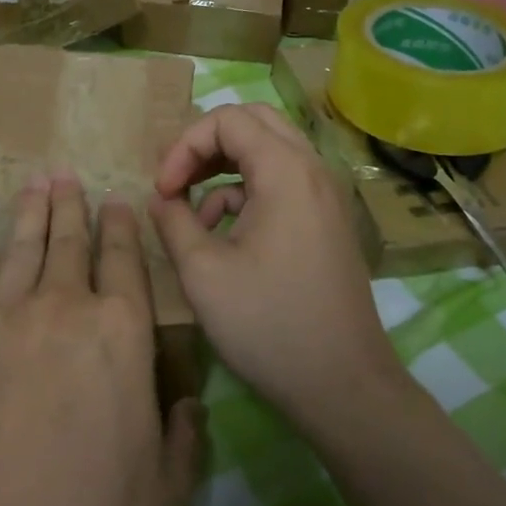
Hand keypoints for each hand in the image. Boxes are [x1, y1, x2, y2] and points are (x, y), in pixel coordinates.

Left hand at [0, 174, 205, 505]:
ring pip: (19, 248)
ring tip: (35, 184)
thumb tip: (188, 403)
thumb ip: (185, 435)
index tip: (117, 202)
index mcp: (121, 333)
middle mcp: (63, 308)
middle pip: (69, 242)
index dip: (121, 227)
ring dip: (29, 212)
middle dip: (72, 206)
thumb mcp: (168, 490)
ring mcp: (1, 319)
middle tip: (68, 176)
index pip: (124, 261)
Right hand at [148, 103, 405, 430]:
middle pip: (252, 122)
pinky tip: (223, 235)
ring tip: (193, 215)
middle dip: (205, 145)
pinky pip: (281, 181)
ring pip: (268, 150)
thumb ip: (173, 221)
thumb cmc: (269, 325)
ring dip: (224, 169)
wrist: (344, 386)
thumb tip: (161, 198)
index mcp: (286, 171)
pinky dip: (245, 193)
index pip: (226, 120)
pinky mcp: (325, 220)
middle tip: (177, 180)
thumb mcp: (202, 272)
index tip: (162, 190)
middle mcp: (312, 169)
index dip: (183, 146)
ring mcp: (324, 194)